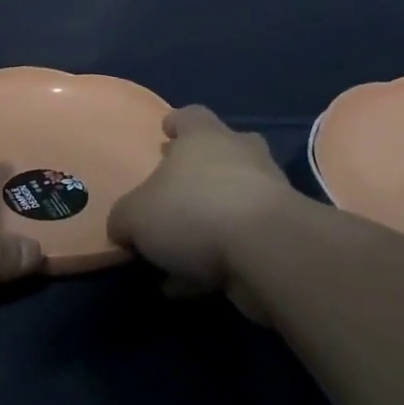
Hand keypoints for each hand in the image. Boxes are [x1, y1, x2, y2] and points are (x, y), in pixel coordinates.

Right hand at [107, 105, 297, 322]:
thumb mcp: (136, 215)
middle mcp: (240, 155)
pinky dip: (217, 261)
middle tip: (178, 190)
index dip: (177, 123)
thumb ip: (124, 218)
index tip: (167, 131)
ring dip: (209, 223)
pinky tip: (190, 287)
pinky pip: (241, 244)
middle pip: (223, 151)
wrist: (266, 250)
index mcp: (204, 136)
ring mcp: (267, 194)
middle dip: (203, 170)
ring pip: (234, 200)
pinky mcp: (280, 235)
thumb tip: (123, 226)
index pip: (191, 116)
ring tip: (177, 256)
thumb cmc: (193, 211)